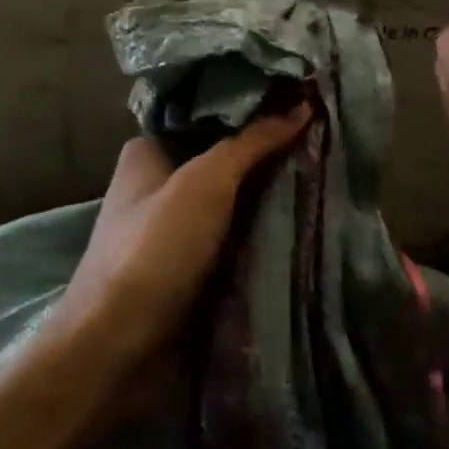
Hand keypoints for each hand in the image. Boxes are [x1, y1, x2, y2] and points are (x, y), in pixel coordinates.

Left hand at [52, 106, 310, 371]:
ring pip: (236, 201)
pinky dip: (266, 232)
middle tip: (326, 137)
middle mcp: (161, 184)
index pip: (208, 113)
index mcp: (149, 151)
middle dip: (270, 153)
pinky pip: (238, 238)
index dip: (253, 105)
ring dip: (273, 195)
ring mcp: (178, 229)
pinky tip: (309, 218)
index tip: (304, 97)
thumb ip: (252, 142)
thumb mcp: (205, 182)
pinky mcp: (194, 268)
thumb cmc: (154, 250)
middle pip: (225, 158)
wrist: (118, 350)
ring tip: (330, 171)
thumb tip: (301, 105)